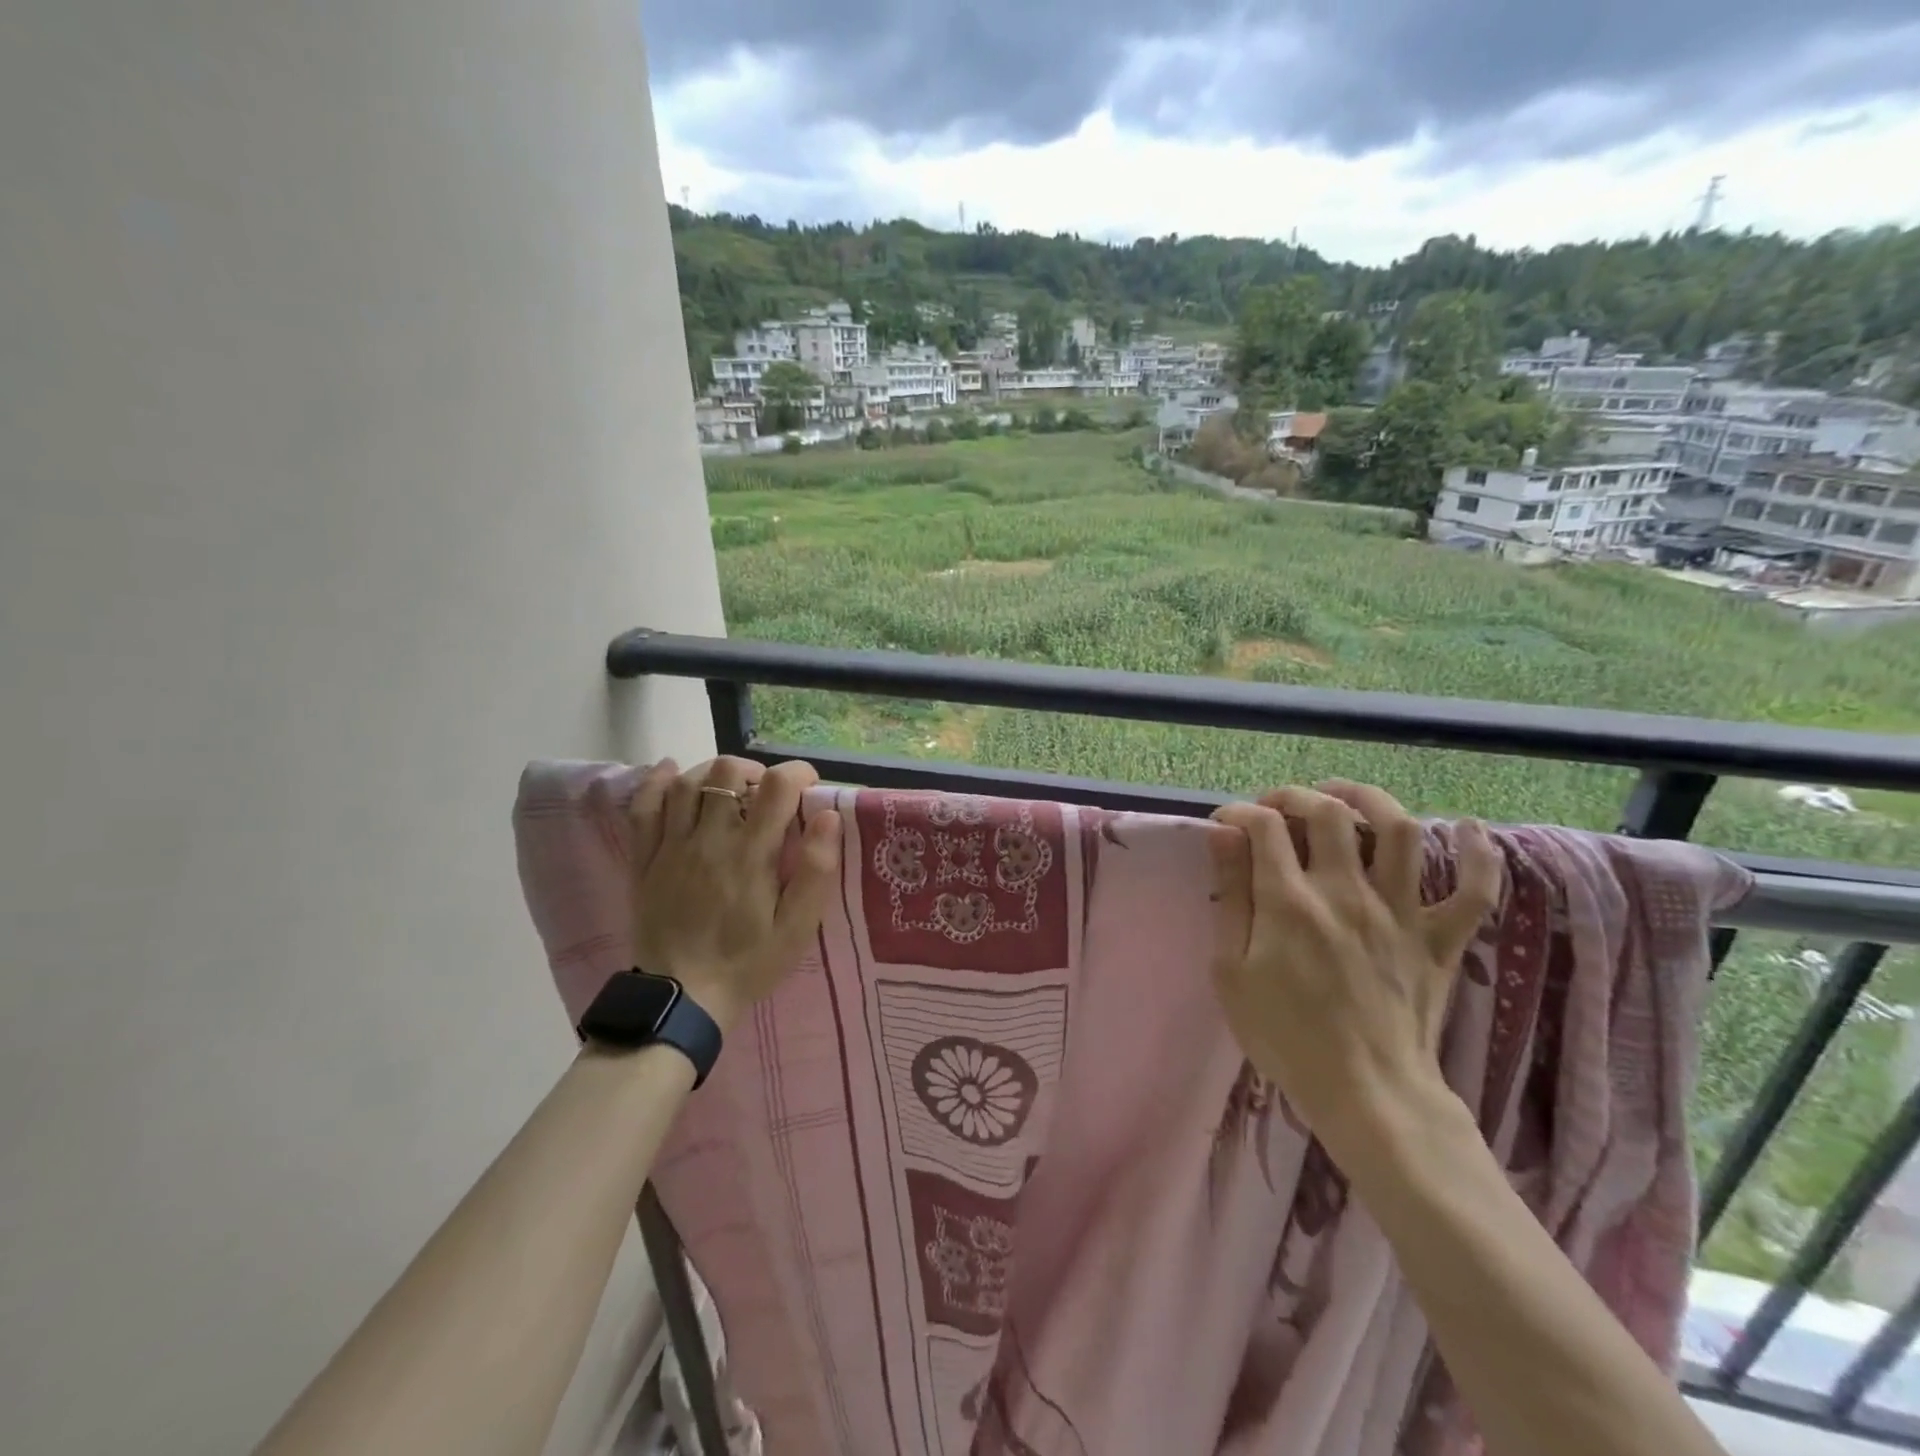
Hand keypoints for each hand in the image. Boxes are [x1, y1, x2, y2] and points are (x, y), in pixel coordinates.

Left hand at [628, 756, 841, 1033]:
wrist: (681, 999)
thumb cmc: (748, 963)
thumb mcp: (797, 928)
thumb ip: (817, 871)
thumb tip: (828, 816)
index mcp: (751, 854)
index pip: (777, 786)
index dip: (797, 773)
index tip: (808, 786)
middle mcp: (709, 839)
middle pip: (726, 773)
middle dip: (754, 770)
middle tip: (766, 792)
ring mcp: (671, 847)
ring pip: (687, 783)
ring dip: (712, 773)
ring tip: (730, 787)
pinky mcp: (645, 860)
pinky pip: (644, 809)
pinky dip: (657, 782)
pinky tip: (671, 770)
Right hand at [1208, 781, 1500, 1154]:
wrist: (1367, 1094)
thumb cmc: (1285, 1037)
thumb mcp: (1231, 972)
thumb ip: (1230, 898)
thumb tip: (1223, 837)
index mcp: (1290, 902)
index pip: (1264, 826)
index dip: (1240, 812)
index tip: (1226, 824)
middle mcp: (1346, 892)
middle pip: (1329, 813)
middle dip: (1296, 796)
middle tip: (1278, 807)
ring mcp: (1399, 913)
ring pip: (1400, 831)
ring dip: (1372, 800)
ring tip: (1347, 798)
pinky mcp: (1439, 939)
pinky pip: (1475, 890)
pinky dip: (1479, 854)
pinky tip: (1468, 828)